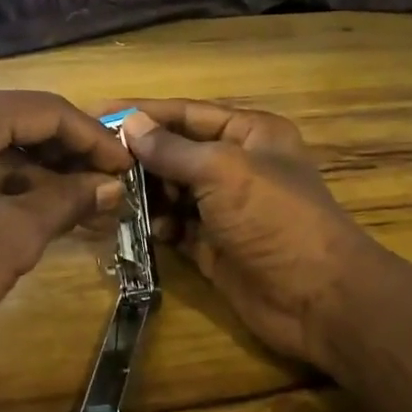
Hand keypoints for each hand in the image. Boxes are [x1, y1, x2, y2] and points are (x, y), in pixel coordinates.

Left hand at [0, 85, 131, 364]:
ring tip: (81, 197)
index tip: (127, 166)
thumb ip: (68, 200)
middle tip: (107, 184)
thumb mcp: (14, 236)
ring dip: (34, 168)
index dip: (94, 139)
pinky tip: (34, 202)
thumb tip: (110, 186)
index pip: (46, 111)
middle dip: (64, 154)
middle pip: (16, 120)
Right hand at [118, 101, 389, 368]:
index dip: (143, 112)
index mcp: (249, 134)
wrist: (317, 298)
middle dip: (138, 157)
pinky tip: (134, 227)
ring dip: (143, 193)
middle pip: (175, 152)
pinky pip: (174, 226)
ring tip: (107, 195)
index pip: (186, 114)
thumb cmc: (274, 218)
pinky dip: (156, 225)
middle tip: (94, 163)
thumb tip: (131, 124)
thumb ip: (172, 149)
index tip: (98, 114)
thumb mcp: (222, 171)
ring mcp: (224, 208)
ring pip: (171, 191)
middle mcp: (235, 165)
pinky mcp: (213, 245)